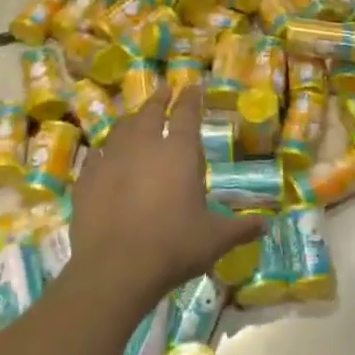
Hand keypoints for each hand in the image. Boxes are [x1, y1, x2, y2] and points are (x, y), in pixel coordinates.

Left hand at [68, 86, 259, 309]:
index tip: (193, 86)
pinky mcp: (87, 178)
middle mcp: (144, 145)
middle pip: (151, 112)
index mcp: (179, 152)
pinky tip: (104, 153)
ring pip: (121, 128)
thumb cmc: (174, 246)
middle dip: (160, 98)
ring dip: (132, 119)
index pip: (187, 113)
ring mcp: (111, 159)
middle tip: (165, 90)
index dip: (191, 97)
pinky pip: (97, 154)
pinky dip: (105, 148)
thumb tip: (267, 225)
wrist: (115, 268)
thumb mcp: (216, 239)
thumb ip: (241, 228)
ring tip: (136, 117)